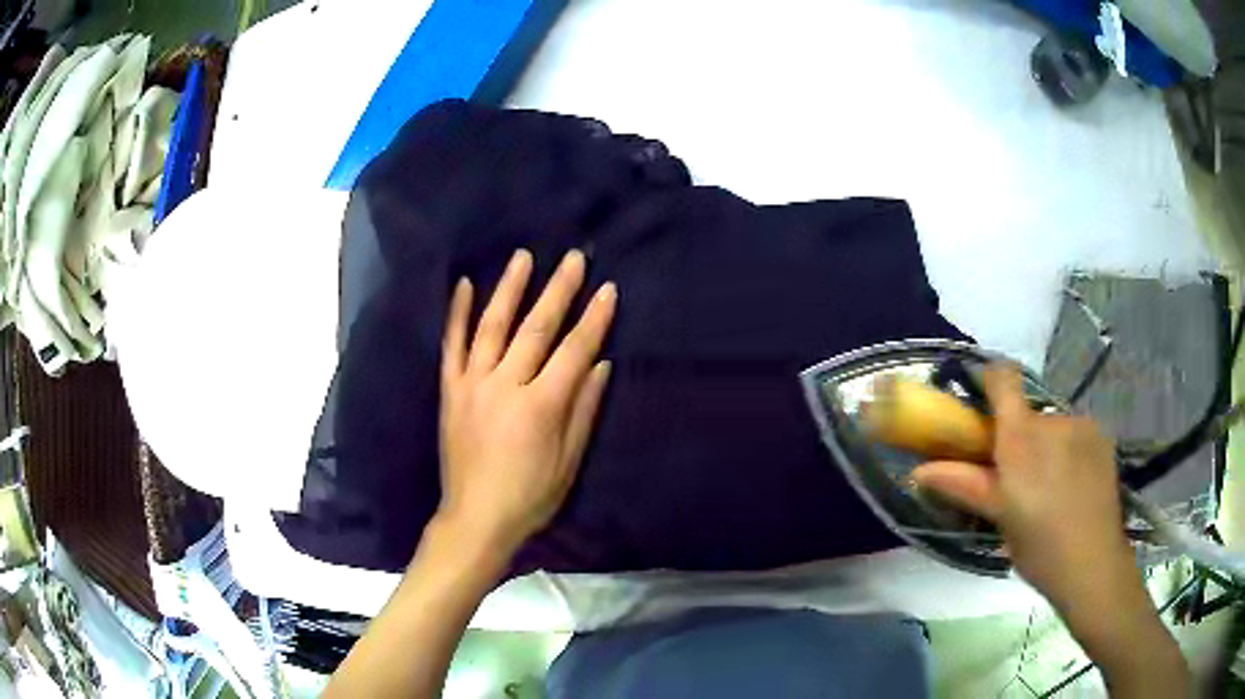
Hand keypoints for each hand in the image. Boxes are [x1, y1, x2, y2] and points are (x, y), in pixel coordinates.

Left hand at [437, 249, 615, 557]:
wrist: (475, 518)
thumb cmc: (530, 497)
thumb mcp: (569, 461)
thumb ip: (584, 410)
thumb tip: (601, 364)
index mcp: (540, 406)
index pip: (574, 351)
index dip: (594, 320)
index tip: (608, 289)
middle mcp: (505, 386)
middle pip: (536, 329)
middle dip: (558, 290)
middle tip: (573, 258)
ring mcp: (472, 385)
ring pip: (492, 327)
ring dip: (509, 289)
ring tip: (523, 257)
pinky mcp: (450, 391)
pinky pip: (451, 346)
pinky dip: (457, 314)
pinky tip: (464, 285)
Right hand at [911, 365, 1131, 607]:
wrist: (1093, 563)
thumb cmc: (1038, 545)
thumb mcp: (999, 517)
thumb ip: (964, 485)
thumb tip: (918, 471)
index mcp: (1021, 436)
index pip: (1003, 379)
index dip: (989, 380)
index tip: (980, 403)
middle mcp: (1052, 419)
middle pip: (1027, 414)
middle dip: (1018, 439)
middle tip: (1016, 481)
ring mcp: (1082, 426)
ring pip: (1053, 428)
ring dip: (1045, 448)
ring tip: (1049, 491)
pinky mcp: (1102, 438)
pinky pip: (1075, 435)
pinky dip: (1068, 452)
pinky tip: (1072, 488)